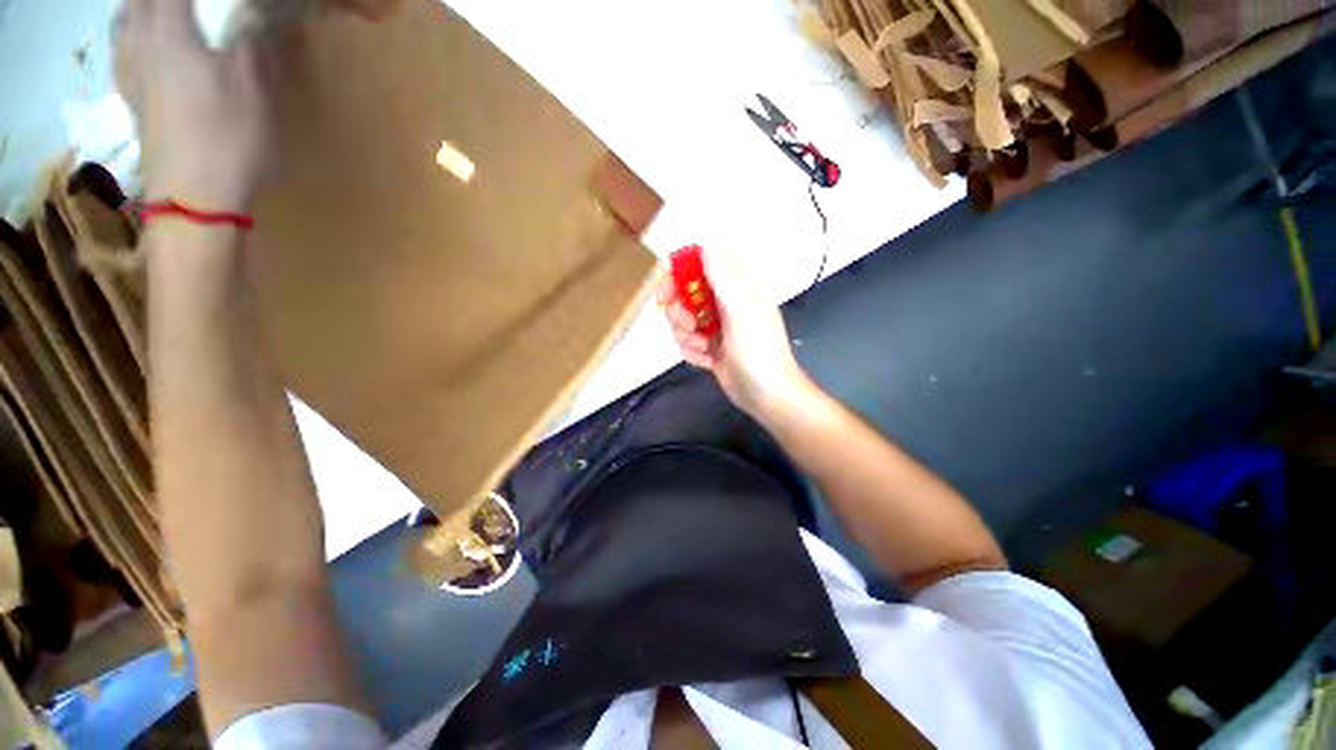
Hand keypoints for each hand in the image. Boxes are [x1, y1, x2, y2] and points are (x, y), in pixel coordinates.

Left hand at [114, 0, 273, 212]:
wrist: (195, 198)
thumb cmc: (230, 142)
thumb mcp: (256, 93)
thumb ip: (252, 46)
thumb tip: (252, 16)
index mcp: (172, 35)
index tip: (222, 4)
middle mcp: (142, 46)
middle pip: (141, 3)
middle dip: (162, 1)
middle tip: (191, 9)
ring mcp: (131, 75)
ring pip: (125, 23)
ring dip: (141, 10)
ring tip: (161, 13)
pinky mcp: (132, 100)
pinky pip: (122, 52)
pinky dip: (130, 36)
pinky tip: (143, 42)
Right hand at [660, 247, 811, 416]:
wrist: (767, 396)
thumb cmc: (758, 351)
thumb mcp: (740, 311)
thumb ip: (722, 278)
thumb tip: (706, 242)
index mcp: (737, 286)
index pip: (701, 264)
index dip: (679, 273)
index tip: (667, 293)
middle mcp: (724, 302)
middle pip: (684, 293)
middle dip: (680, 312)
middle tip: (688, 326)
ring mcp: (716, 325)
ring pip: (682, 320)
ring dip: (686, 336)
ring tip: (704, 348)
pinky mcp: (709, 347)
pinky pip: (686, 342)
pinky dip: (692, 352)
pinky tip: (707, 362)